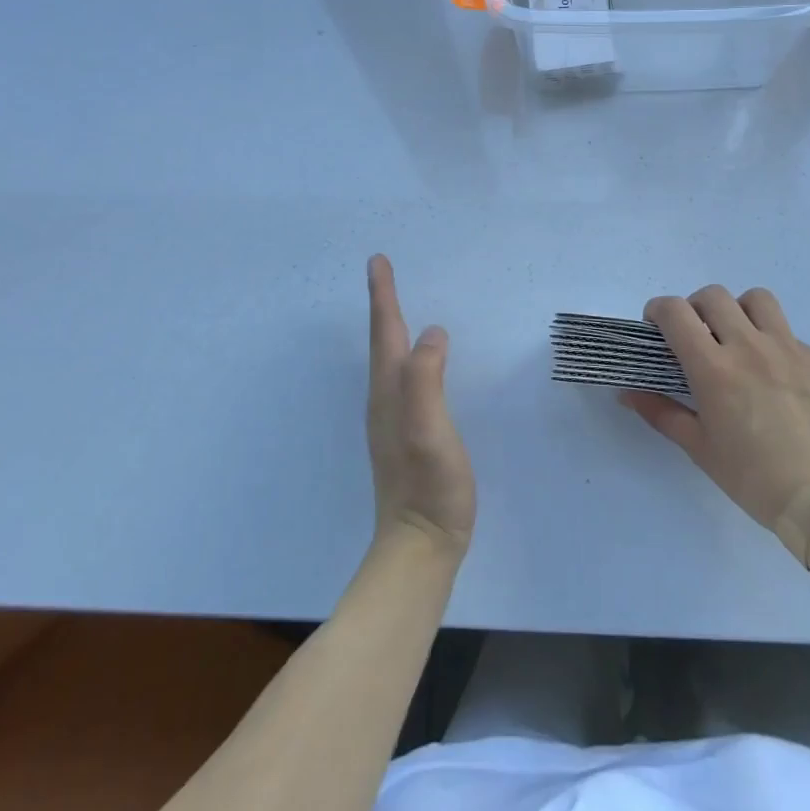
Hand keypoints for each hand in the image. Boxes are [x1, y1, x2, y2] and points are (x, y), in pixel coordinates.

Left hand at [365, 255, 475, 557]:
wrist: (419, 549)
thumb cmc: (429, 488)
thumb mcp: (429, 431)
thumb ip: (426, 381)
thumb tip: (432, 331)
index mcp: (390, 393)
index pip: (385, 333)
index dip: (383, 296)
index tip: (377, 261)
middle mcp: (385, 401)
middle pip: (382, 342)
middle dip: (383, 305)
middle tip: (384, 272)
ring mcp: (393, 420)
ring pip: (389, 360)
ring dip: (390, 328)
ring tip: (395, 306)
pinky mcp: (406, 435)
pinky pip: (402, 378)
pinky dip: (404, 354)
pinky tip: (415, 361)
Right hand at [622, 285, 809, 566]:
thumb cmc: (753, 479)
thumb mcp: (699, 448)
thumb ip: (661, 413)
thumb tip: (627, 394)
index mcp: (715, 368)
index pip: (675, 312)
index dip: (658, 311)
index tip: (656, 327)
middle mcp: (750, 346)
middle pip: (714, 296)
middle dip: (695, 308)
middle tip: (697, 336)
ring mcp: (790, 349)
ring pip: (758, 300)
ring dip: (739, 311)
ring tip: (739, 340)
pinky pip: (792, 336)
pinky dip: (776, 346)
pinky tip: (779, 380)